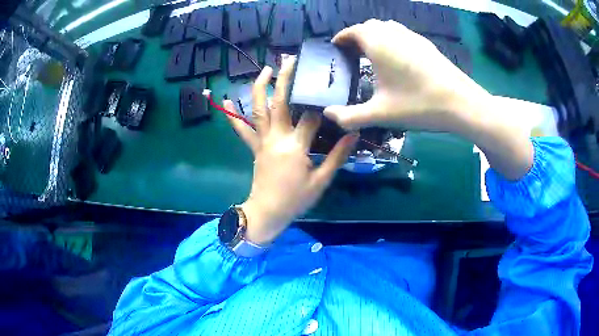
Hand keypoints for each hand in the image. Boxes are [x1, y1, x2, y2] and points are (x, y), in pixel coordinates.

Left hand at [224, 57, 357, 244]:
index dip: (321, 104)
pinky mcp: (254, 147)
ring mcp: (262, 141)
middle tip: (290, 60)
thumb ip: (337, 156)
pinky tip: (226, 100)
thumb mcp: (321, 181)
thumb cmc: (296, 200)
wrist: (267, 213)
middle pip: (280, 103)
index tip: (330, 90)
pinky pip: (242, 129)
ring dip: (260, 88)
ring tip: (265, 70)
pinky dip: (233, 115)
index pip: (310, 118)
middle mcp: (277, 138)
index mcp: (296, 147)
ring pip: (258, 110)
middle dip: (285, 79)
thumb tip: (353, 135)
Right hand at [324, 19, 489, 132]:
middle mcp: (394, 34)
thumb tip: (328, 115)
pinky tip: (397, 60)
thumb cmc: (419, 104)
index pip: (353, 31)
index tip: (335, 48)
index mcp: (378, 44)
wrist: (461, 103)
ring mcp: (413, 37)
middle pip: (369, 26)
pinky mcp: (426, 45)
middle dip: (357, 36)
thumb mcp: (381, 114)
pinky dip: (392, 41)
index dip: (341, 38)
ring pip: (387, 28)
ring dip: (376, 37)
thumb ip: (351, 116)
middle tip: (353, 54)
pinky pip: (402, 35)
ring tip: (373, 55)